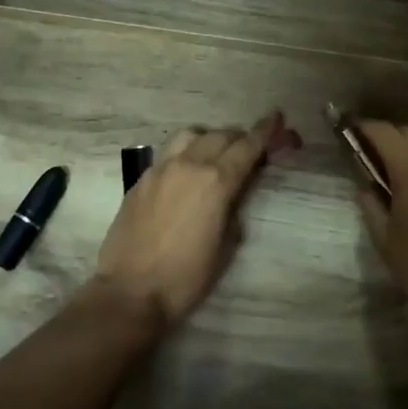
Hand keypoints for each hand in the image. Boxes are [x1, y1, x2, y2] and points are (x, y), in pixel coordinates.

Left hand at [91, 111, 299, 325]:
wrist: (131, 291)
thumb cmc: (187, 277)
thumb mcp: (226, 245)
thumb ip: (234, 208)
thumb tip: (234, 193)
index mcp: (215, 181)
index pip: (247, 146)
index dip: (265, 131)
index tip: (276, 117)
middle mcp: (188, 165)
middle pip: (220, 136)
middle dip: (240, 138)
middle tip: (252, 148)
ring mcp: (159, 169)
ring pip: (190, 136)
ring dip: (209, 139)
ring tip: (216, 155)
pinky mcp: (140, 180)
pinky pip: (168, 154)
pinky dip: (185, 154)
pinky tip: (186, 173)